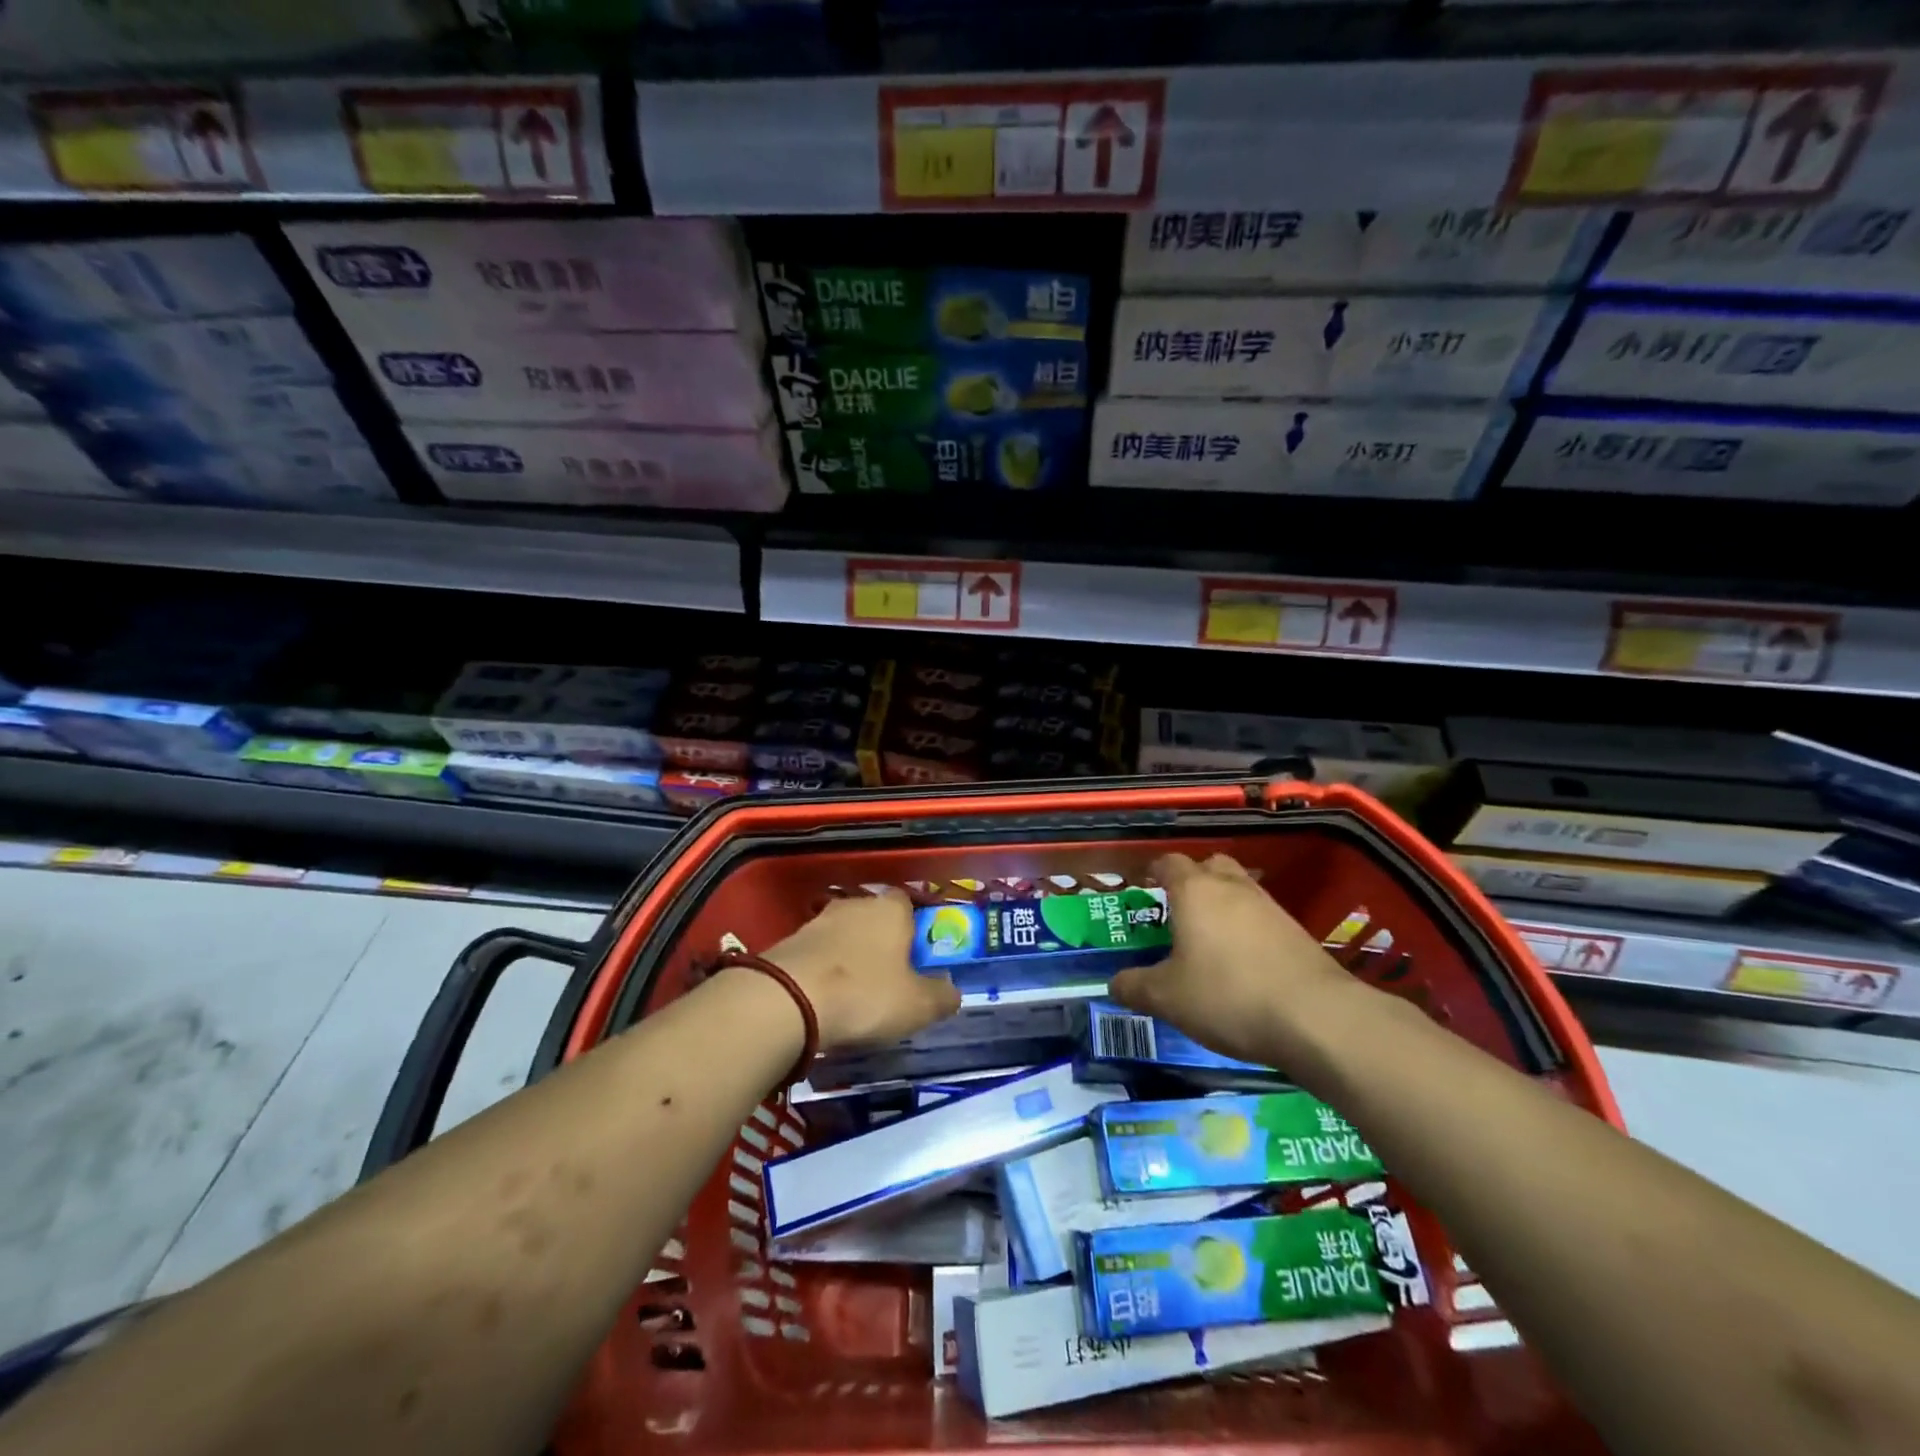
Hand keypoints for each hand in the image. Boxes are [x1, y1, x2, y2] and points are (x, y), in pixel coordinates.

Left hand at [764, 891, 960, 1052]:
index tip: (917, 958)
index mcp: (891, 910)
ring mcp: (817, 921)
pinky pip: (817, 954)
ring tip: (854, 994)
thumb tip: (952, 991)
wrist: (786, 1000)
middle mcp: (855, 905)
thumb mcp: (917, 1005)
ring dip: (849, 957)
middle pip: (875, 919)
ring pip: (844, 935)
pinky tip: (824, 999)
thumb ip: (942, 996)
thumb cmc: (865, 994)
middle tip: (888, 979)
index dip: (915, 929)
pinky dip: (823, 971)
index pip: (909, 904)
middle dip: (881, 943)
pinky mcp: (788, 942)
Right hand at [1109, 852, 1357, 1067]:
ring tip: (1209, 938)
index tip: (1144, 886)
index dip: (1154, 871)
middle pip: (1210, 865)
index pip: (1168, 862)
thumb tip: (1113, 984)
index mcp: (1194, 890)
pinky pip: (1262, 917)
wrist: (1315, 1018)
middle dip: (1193, 880)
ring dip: (1223, 905)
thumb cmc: (1226, 995)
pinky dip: (1248, 929)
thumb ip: (1134, 987)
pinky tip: (1243, 961)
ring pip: (1239, 889)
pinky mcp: (1297, 931)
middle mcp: (1232, 887)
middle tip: (1178, 909)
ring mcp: (1269, 907)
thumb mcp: (1167, 998)